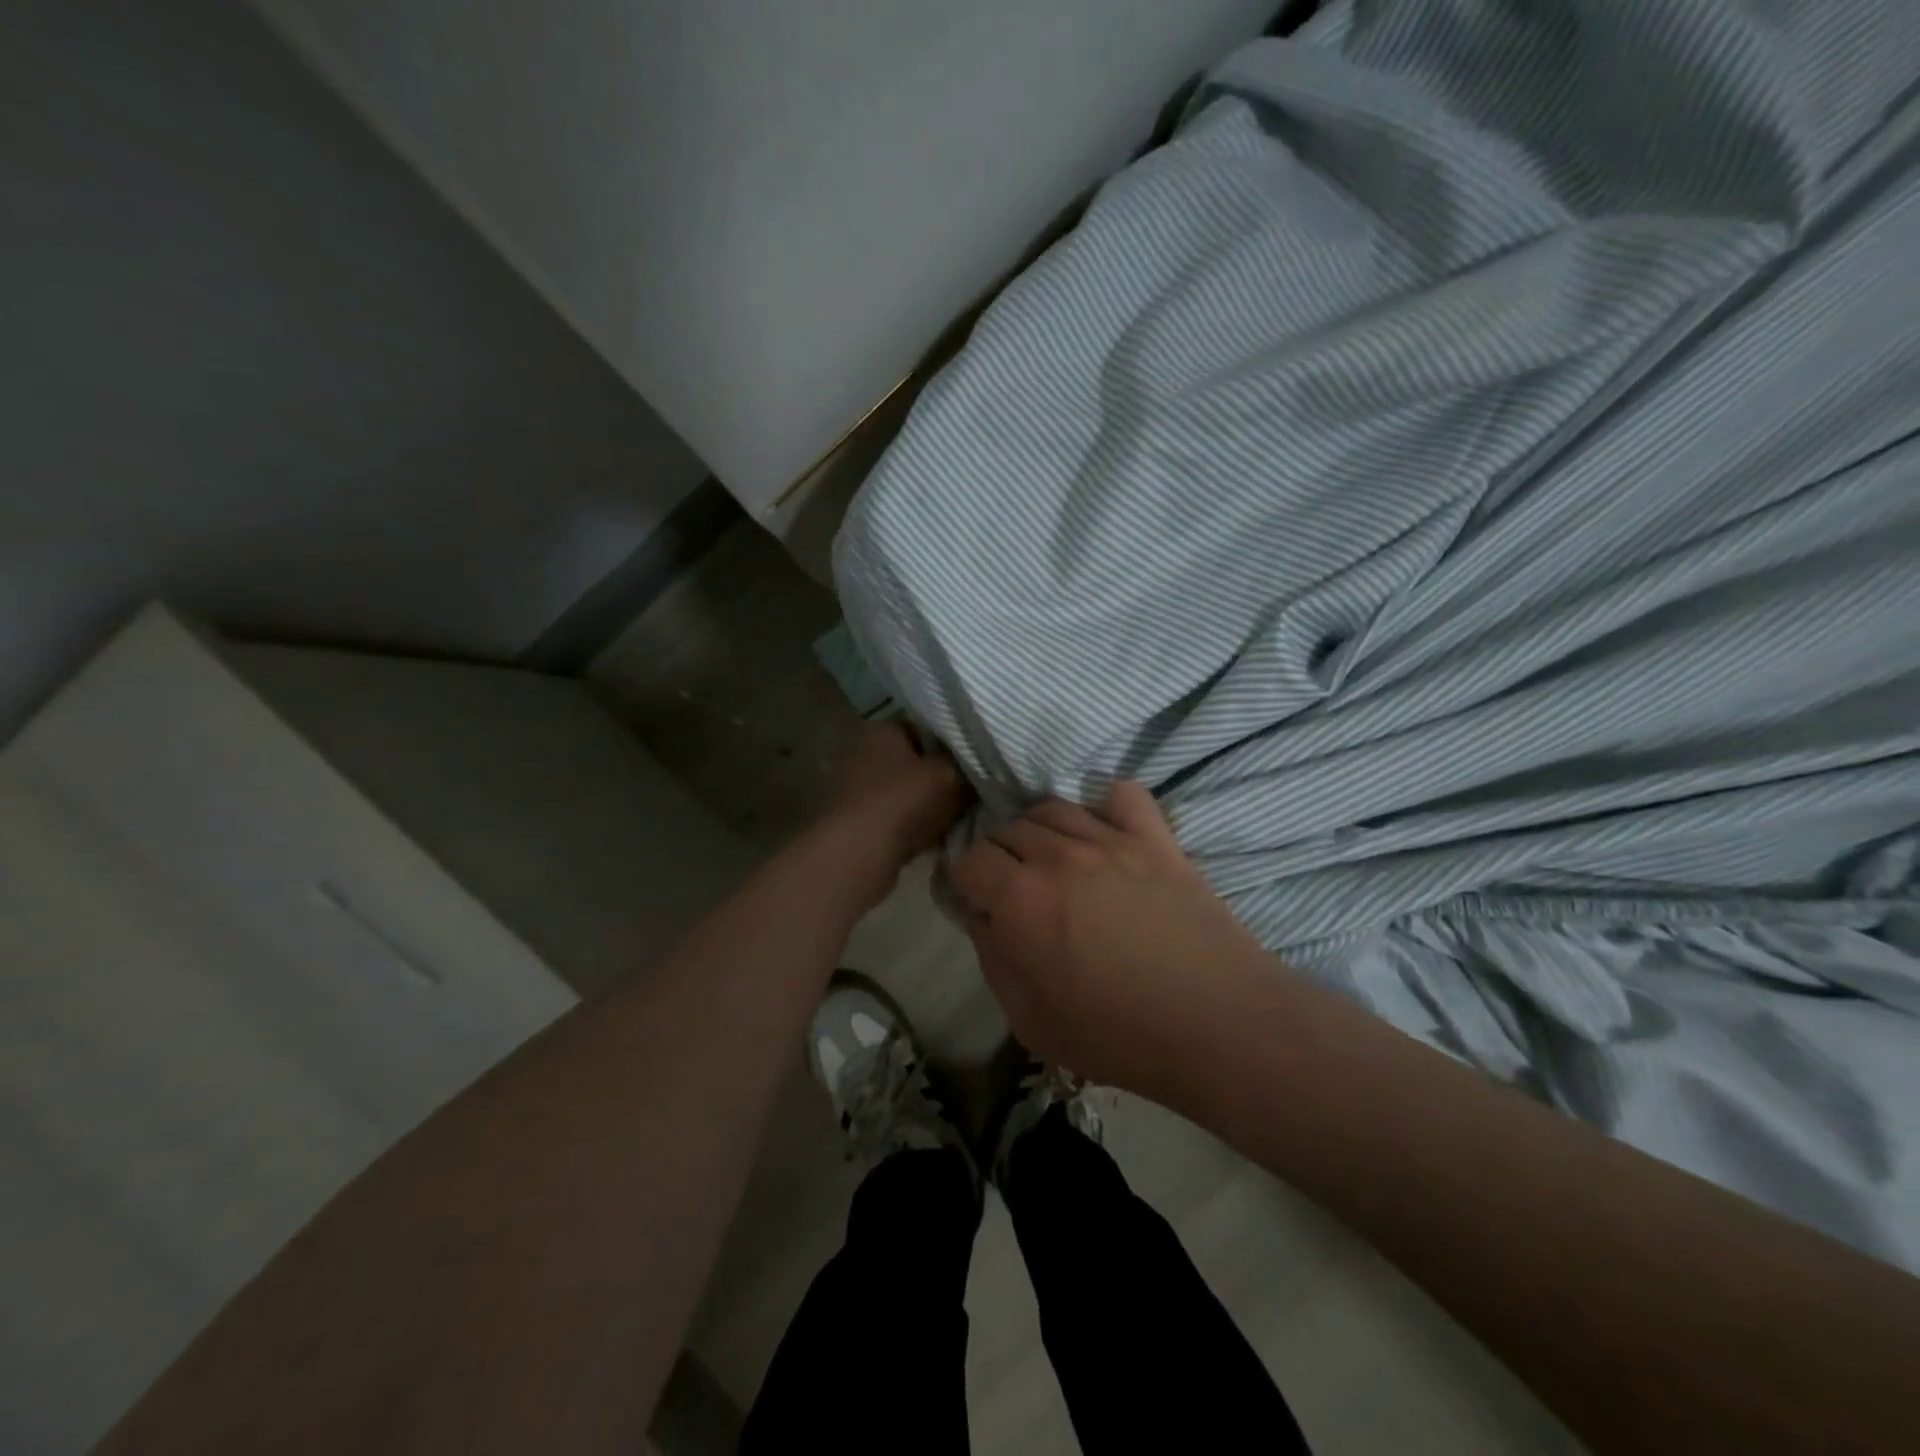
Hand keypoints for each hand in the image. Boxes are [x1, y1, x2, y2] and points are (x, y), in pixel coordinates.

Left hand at [824, 722, 967, 892]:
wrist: (862, 853)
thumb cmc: (906, 801)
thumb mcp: (950, 775)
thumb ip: (966, 764)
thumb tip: (976, 763)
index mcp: (882, 729)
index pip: (925, 727)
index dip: (952, 745)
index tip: (972, 764)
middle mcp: (862, 751)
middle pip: (915, 761)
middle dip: (940, 777)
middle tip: (968, 792)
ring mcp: (855, 787)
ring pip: (906, 790)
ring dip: (928, 804)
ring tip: (954, 817)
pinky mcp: (856, 819)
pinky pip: (895, 816)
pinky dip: (913, 824)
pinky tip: (934, 837)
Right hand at [951, 782, 1267, 1096]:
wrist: (1217, 1024)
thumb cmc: (1118, 1035)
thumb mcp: (1030, 1021)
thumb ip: (994, 961)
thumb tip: (983, 920)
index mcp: (1019, 899)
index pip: (970, 859)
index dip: (966, 881)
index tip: (978, 902)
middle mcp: (1057, 856)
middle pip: (1008, 828)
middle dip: (1000, 857)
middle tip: (1016, 890)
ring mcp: (1110, 840)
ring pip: (1054, 808)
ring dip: (1041, 831)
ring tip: (1055, 862)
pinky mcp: (1155, 838)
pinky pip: (1121, 795)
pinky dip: (1105, 806)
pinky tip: (1106, 834)